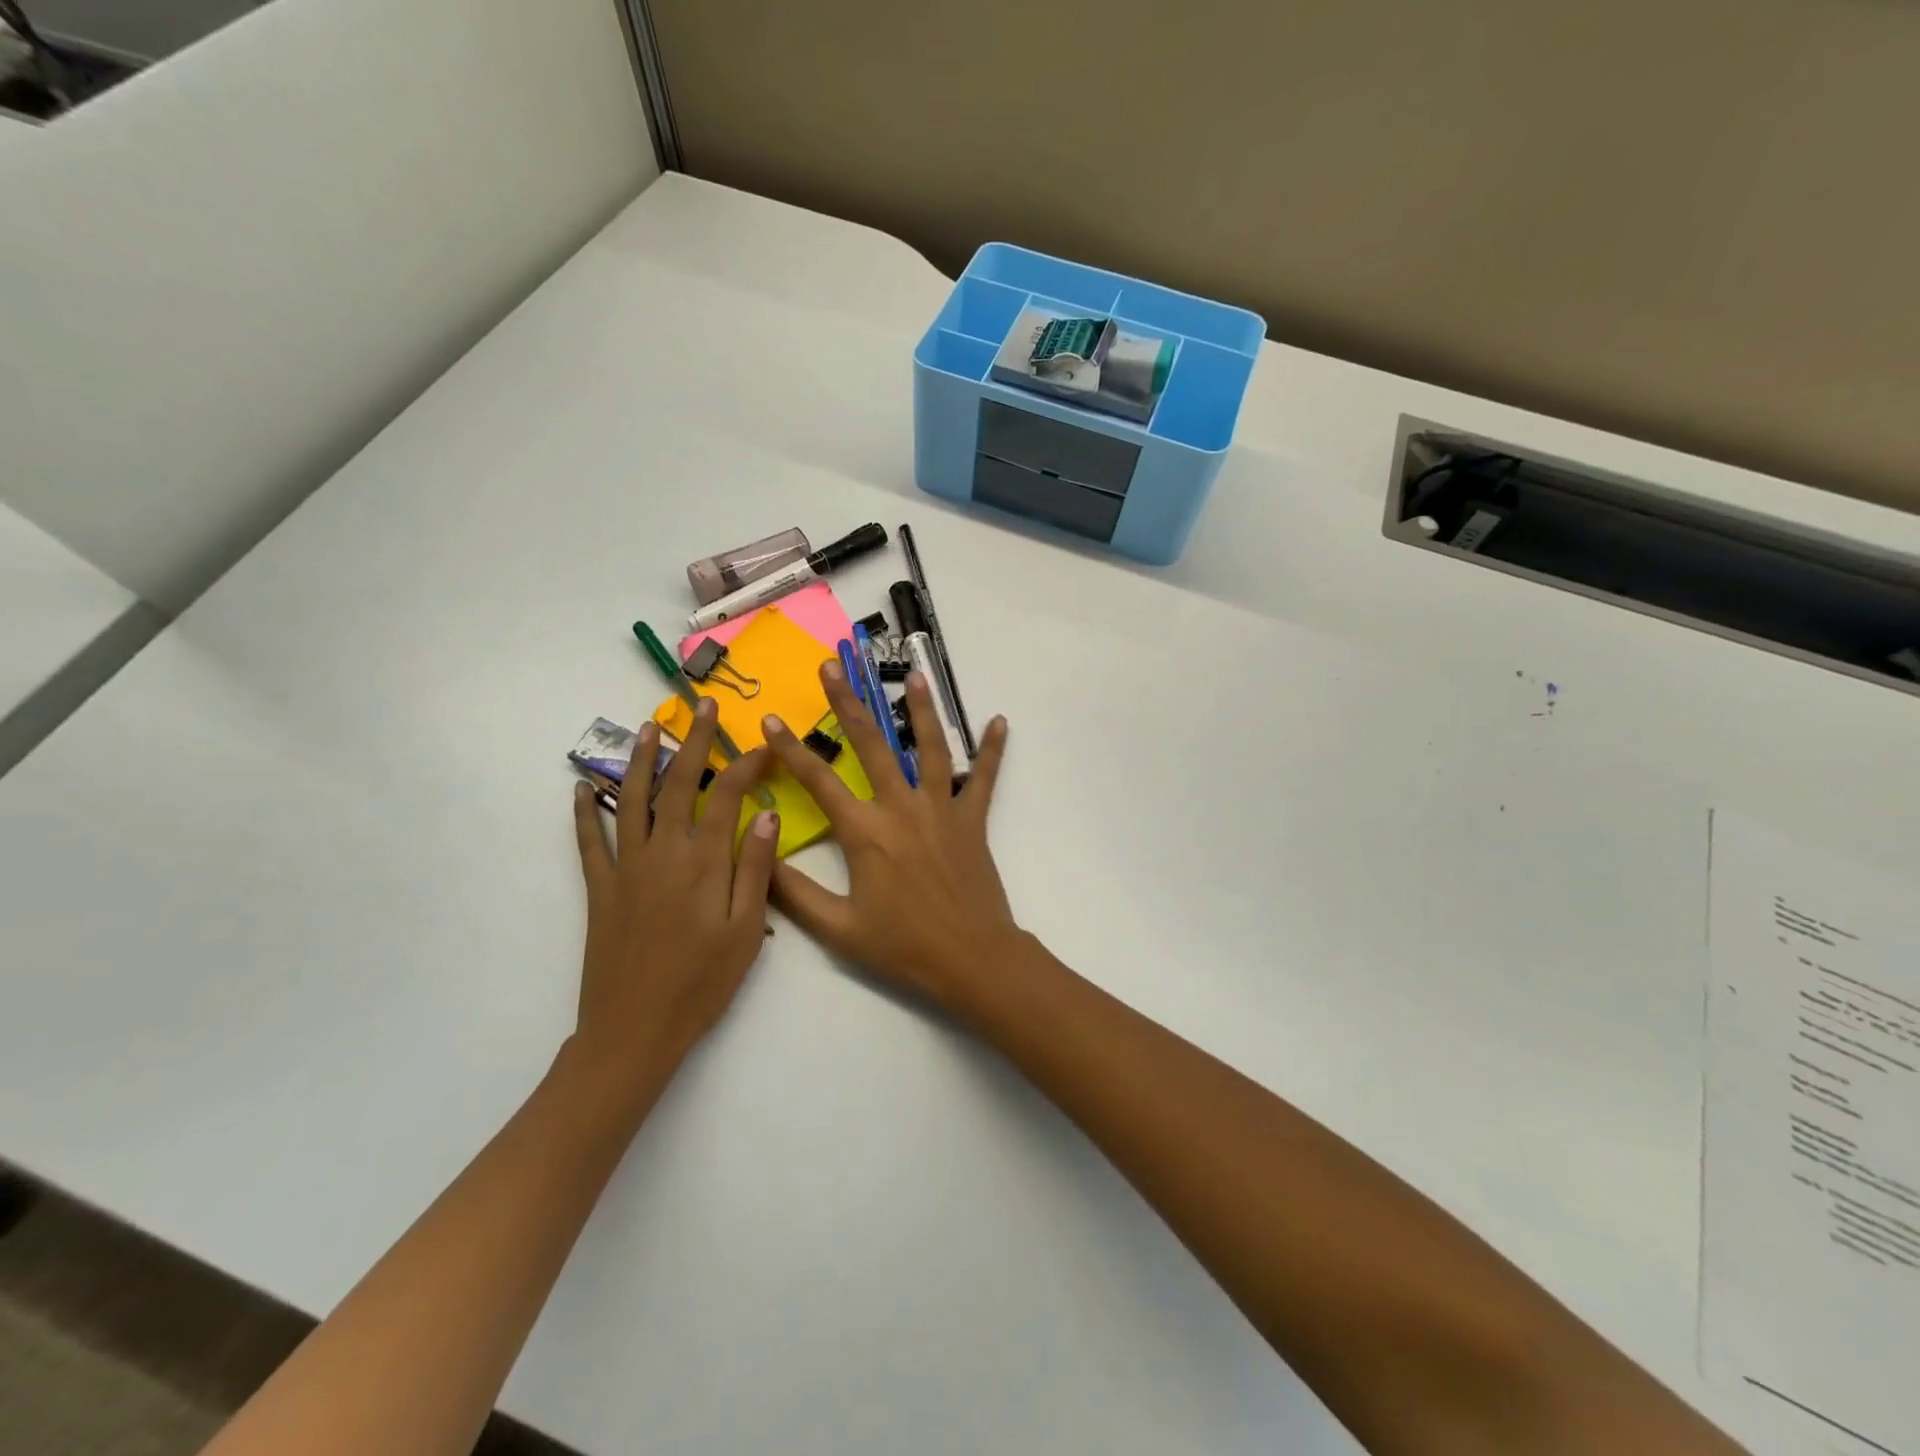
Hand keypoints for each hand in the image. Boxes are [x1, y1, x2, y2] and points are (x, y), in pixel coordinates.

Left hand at [570, 698, 779, 1086]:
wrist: (634, 1030)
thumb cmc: (701, 984)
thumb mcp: (746, 931)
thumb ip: (755, 869)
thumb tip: (766, 814)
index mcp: (703, 862)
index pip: (726, 795)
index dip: (745, 765)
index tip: (763, 747)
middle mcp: (662, 852)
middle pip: (678, 784)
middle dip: (694, 741)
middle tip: (704, 708)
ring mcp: (626, 868)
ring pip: (631, 800)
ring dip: (639, 759)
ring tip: (648, 727)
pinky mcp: (600, 889)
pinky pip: (589, 841)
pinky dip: (585, 812)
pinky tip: (581, 788)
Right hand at [762, 661, 1017, 1014]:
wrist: (972, 958)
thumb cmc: (903, 946)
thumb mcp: (837, 928)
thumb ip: (794, 893)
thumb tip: (758, 856)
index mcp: (865, 832)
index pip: (818, 781)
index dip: (790, 750)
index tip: (769, 721)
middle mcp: (902, 808)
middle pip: (871, 746)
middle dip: (847, 704)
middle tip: (832, 667)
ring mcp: (941, 809)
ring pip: (929, 748)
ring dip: (920, 710)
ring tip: (914, 675)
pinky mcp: (972, 820)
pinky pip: (983, 779)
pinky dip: (992, 751)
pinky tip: (1000, 721)